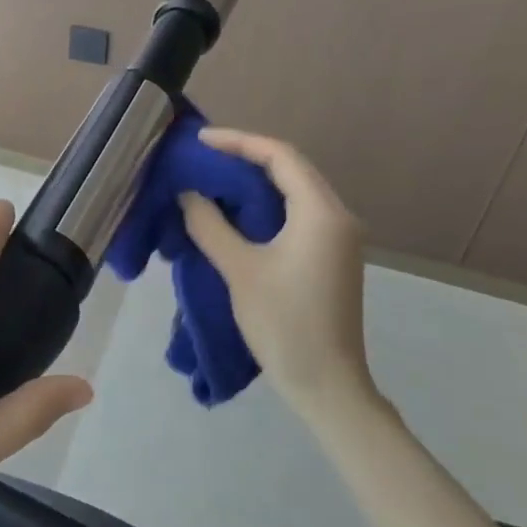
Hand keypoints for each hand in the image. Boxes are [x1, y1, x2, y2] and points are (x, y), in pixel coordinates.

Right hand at [176, 128, 374, 418]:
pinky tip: (234, 210)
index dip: (238, 142)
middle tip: (202, 156)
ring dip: (254, 180)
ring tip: (212, 177)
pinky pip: (296, 213)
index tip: (200, 141)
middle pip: (290, 168)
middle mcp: (336, 216)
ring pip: (293, 190)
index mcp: (321, 213)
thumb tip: (189, 194)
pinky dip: (264, 204)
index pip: (280, 156)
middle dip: (245, 157)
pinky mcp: (329, 256)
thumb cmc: (284, 323)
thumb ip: (210, 225)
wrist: (326, 385)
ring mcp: (337, 237)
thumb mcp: (239, 270)